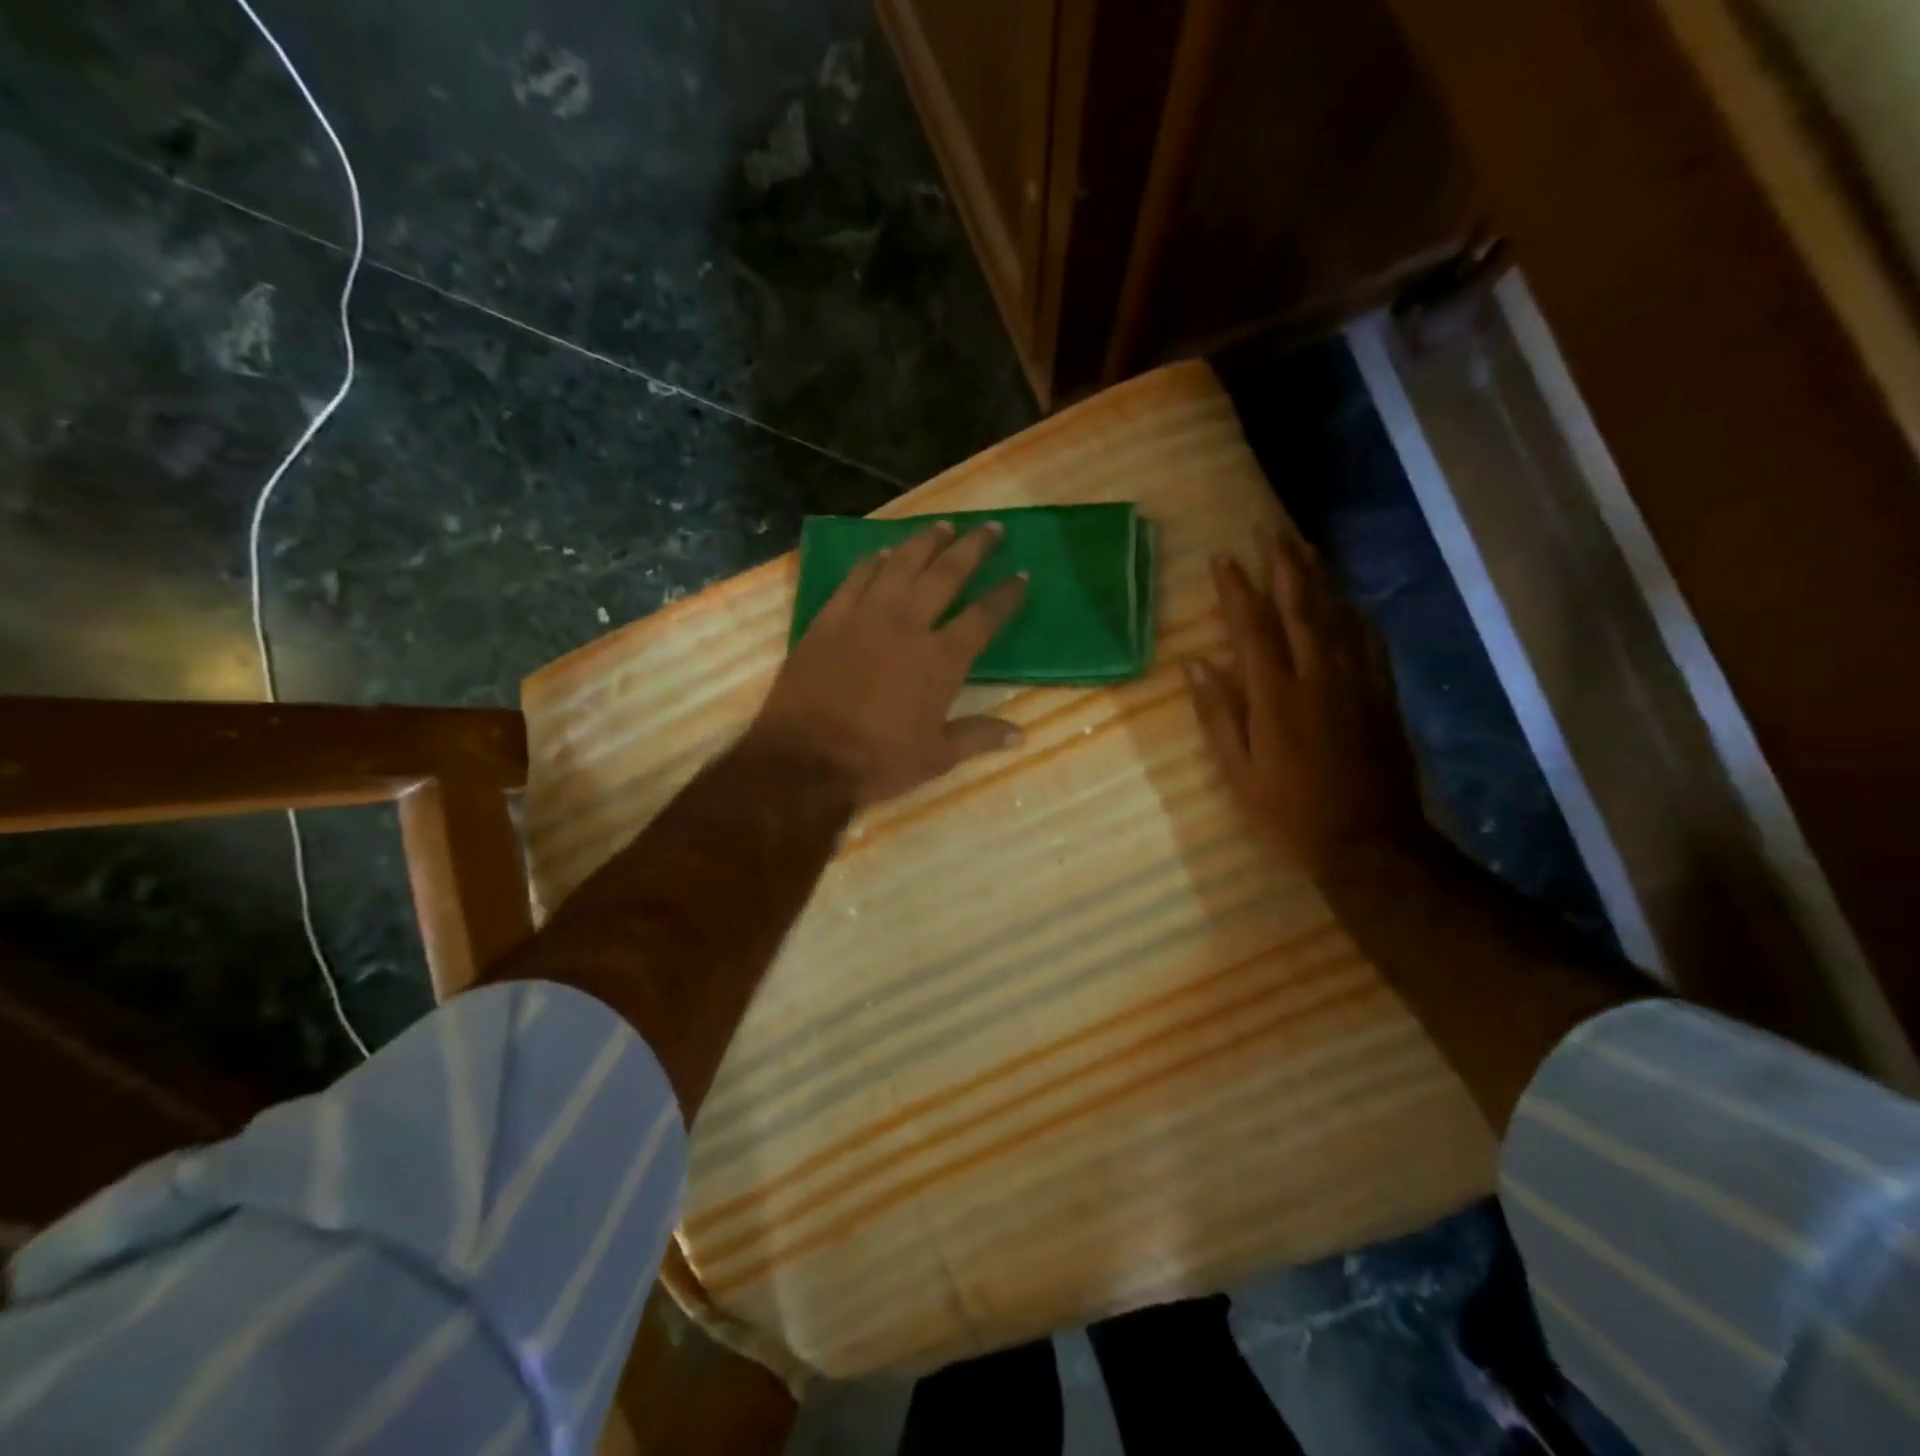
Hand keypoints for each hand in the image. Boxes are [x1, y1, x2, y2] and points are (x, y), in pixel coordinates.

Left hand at [752, 521, 1028, 806]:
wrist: (805, 759)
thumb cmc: (877, 761)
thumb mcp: (937, 757)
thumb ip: (979, 736)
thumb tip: (1021, 735)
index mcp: (940, 659)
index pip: (983, 617)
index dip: (1006, 595)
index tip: (1022, 575)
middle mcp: (907, 625)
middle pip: (946, 574)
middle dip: (973, 548)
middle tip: (991, 527)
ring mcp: (864, 617)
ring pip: (900, 565)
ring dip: (924, 542)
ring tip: (943, 525)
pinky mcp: (828, 620)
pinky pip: (855, 579)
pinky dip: (871, 562)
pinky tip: (882, 551)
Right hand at [1187, 526, 1424, 877]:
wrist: (1369, 844)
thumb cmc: (1288, 813)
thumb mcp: (1237, 772)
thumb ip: (1217, 715)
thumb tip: (1197, 665)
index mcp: (1276, 696)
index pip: (1254, 628)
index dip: (1237, 590)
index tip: (1223, 558)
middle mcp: (1319, 678)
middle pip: (1302, 608)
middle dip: (1285, 566)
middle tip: (1272, 530)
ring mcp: (1357, 685)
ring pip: (1339, 617)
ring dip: (1321, 579)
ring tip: (1307, 547)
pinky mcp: (1383, 698)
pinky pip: (1371, 644)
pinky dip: (1358, 616)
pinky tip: (1351, 602)